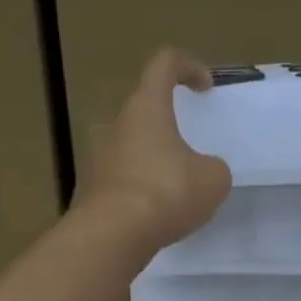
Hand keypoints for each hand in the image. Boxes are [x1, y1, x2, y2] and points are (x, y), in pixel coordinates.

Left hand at [78, 47, 232, 255]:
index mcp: (145, 108)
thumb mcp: (212, 179)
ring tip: (172, 188)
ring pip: (127, 148)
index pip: (164, 65)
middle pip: (141, 111)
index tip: (205, 87)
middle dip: (165, 125)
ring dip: (149, 160)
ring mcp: (95, 158)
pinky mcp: (88, 191)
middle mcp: (114, 125)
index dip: (188, 67)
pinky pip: (118, 181)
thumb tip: (202, 171)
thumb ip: (212, 168)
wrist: (112, 236)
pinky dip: (136, 190)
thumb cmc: (166, 192)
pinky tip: (153, 214)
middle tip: (187, 151)